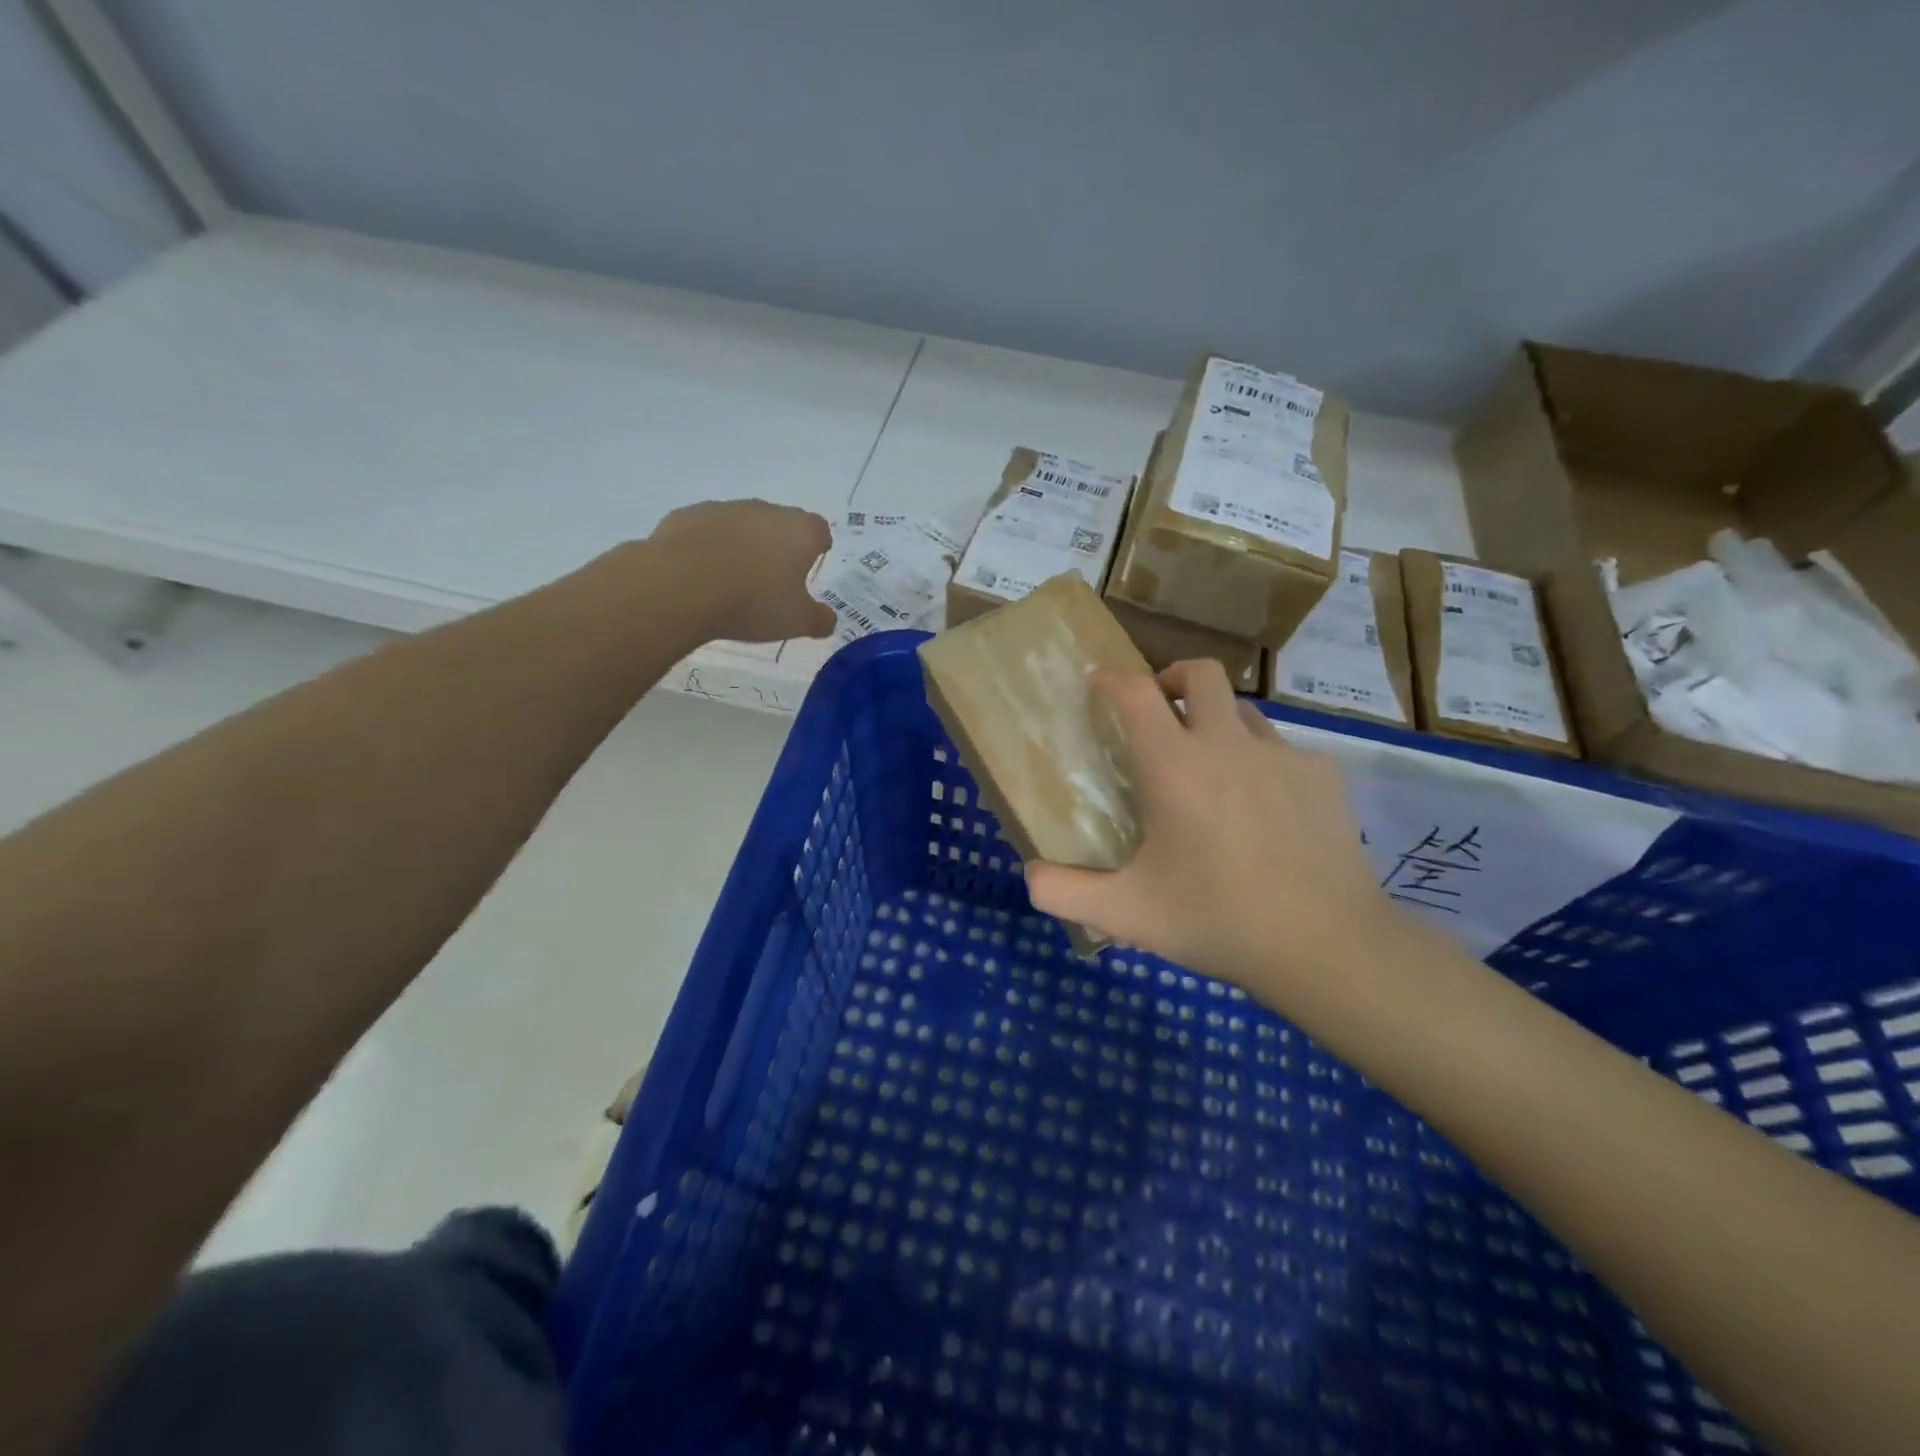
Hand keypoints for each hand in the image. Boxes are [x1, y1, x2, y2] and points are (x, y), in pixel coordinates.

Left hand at [649, 500, 835, 642]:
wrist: (681, 585)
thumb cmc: (752, 601)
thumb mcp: (796, 622)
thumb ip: (819, 619)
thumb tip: (828, 619)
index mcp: (800, 531)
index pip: (819, 530)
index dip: (817, 548)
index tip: (809, 568)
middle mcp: (765, 510)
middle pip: (780, 524)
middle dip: (779, 547)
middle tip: (772, 581)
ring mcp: (724, 509)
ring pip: (742, 525)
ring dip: (742, 546)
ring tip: (733, 581)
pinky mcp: (688, 515)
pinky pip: (707, 531)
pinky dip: (709, 547)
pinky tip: (701, 575)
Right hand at [1024, 660, 1401, 997]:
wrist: (1327, 946)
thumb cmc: (1217, 921)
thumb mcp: (1127, 914)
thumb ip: (1064, 892)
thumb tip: (1029, 873)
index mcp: (1175, 766)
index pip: (1136, 693)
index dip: (1112, 680)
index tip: (1098, 685)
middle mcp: (1227, 744)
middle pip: (1200, 674)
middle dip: (1171, 679)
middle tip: (1158, 713)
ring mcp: (1282, 755)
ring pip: (1242, 710)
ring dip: (1216, 721)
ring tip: (1209, 766)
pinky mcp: (1322, 775)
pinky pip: (1282, 749)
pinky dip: (1260, 761)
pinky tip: (1262, 808)